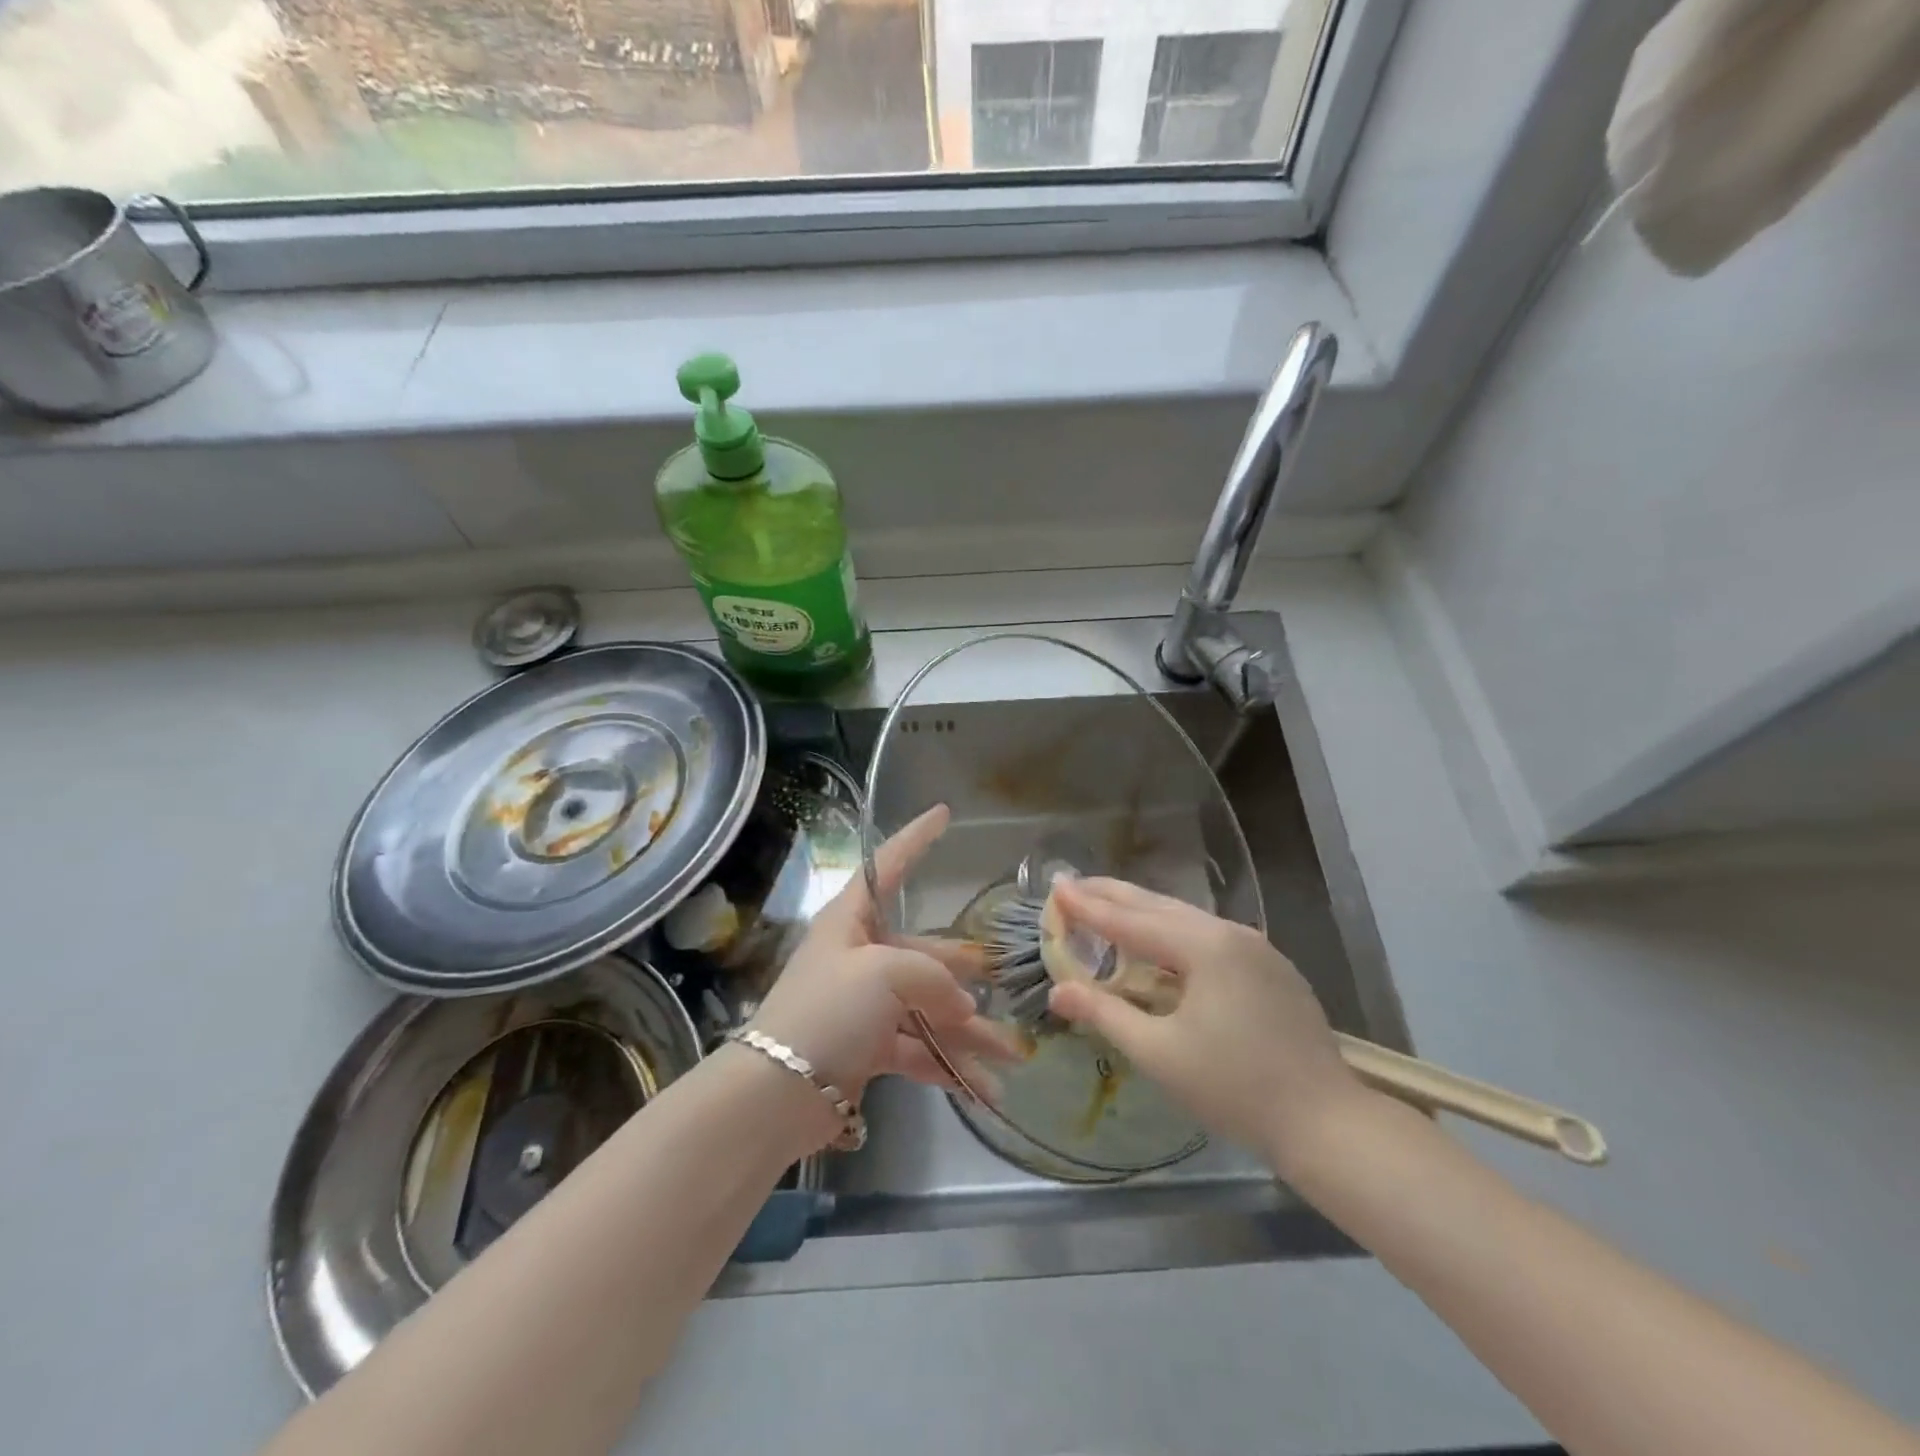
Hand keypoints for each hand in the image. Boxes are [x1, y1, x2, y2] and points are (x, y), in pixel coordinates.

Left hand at [748, 804, 1017, 1101]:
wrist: (778, 1092)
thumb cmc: (829, 1010)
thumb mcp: (884, 974)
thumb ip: (934, 977)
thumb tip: (963, 1004)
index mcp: (852, 921)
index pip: (888, 866)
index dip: (915, 838)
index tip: (943, 813)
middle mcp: (860, 957)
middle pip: (924, 953)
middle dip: (966, 973)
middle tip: (1008, 980)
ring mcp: (866, 1005)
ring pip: (929, 1009)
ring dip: (970, 1034)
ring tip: (1014, 1054)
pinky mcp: (870, 1047)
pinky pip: (919, 1049)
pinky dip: (949, 1067)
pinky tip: (986, 1088)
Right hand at [1045, 877, 1366, 1173]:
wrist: (1327, 1123)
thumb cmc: (1234, 1089)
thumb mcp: (1159, 1053)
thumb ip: (1105, 1014)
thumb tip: (1058, 990)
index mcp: (1204, 947)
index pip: (1131, 920)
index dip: (1089, 906)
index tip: (1056, 887)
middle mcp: (1231, 933)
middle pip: (1159, 906)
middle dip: (1113, 895)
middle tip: (1073, 884)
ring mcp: (1256, 948)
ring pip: (1186, 918)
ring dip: (1142, 912)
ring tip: (1106, 905)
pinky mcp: (1270, 967)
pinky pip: (1208, 935)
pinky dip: (1172, 931)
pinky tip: (1159, 942)